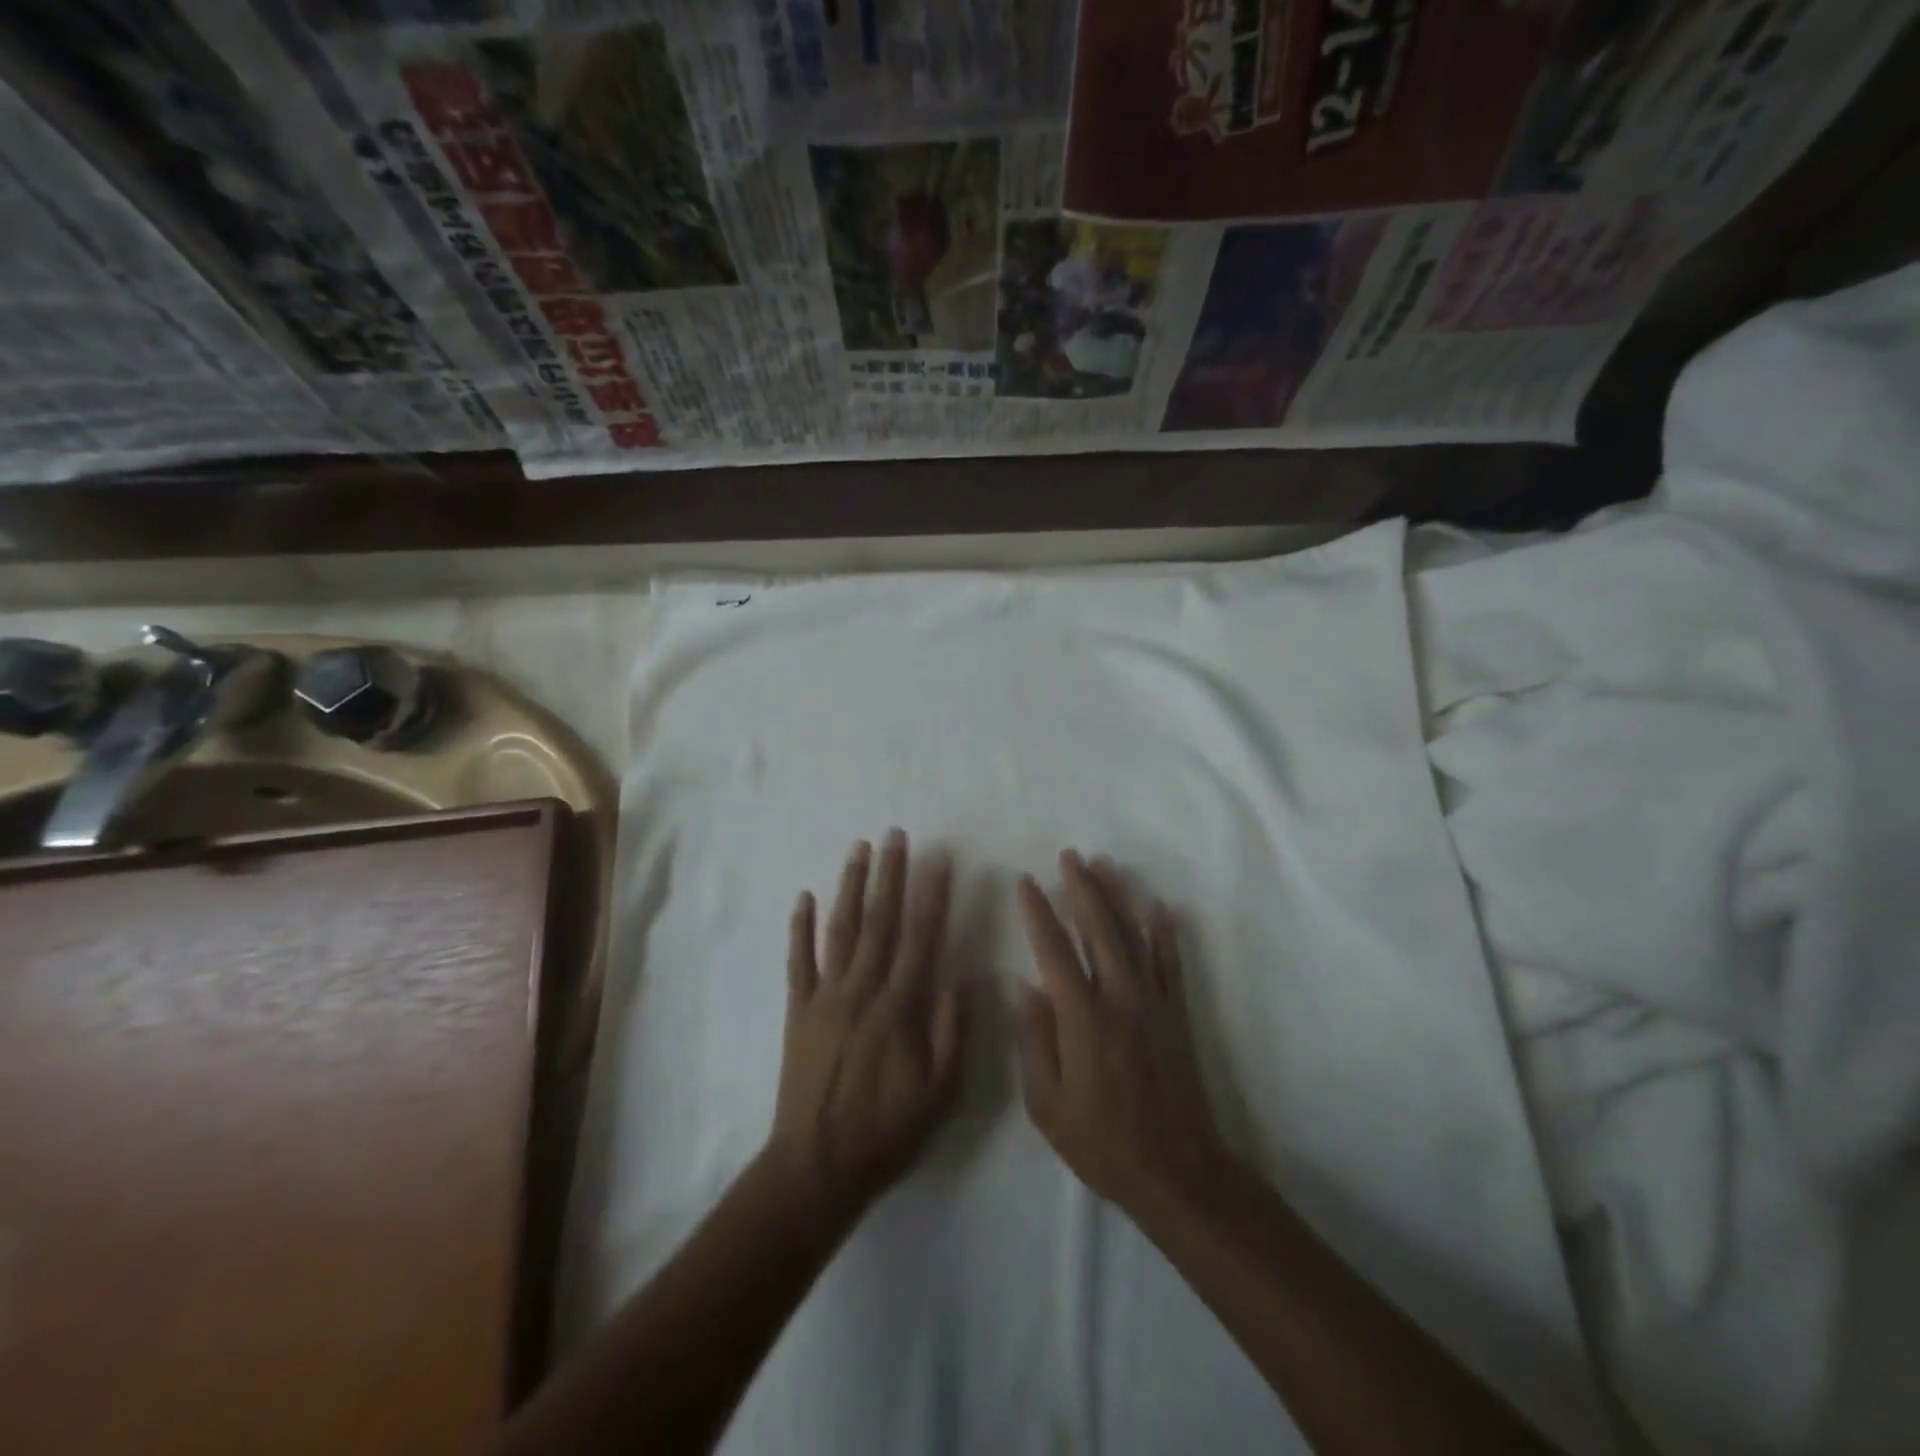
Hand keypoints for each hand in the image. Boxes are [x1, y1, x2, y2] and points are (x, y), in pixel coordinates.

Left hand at [767, 831, 965, 1218]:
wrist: (817, 1166)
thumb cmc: (886, 1131)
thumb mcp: (940, 1093)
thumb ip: (953, 1032)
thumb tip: (960, 977)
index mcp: (899, 1008)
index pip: (921, 938)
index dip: (932, 895)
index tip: (940, 859)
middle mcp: (861, 990)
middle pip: (879, 921)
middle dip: (889, 875)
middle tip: (895, 835)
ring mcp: (825, 997)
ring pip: (839, 930)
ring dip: (850, 887)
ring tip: (858, 849)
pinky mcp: (798, 1010)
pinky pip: (798, 961)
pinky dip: (800, 928)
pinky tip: (804, 897)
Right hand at [1016, 851, 1229, 1213]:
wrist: (1176, 1171)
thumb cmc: (1101, 1142)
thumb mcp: (1046, 1103)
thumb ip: (1034, 1040)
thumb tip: (1025, 986)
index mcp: (1082, 1017)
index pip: (1054, 950)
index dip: (1039, 913)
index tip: (1026, 882)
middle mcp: (1119, 997)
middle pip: (1099, 929)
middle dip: (1083, 888)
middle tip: (1071, 856)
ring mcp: (1153, 1003)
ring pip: (1134, 936)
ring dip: (1119, 897)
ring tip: (1105, 865)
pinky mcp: (1177, 1015)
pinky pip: (1171, 964)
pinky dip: (1166, 933)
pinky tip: (1162, 907)